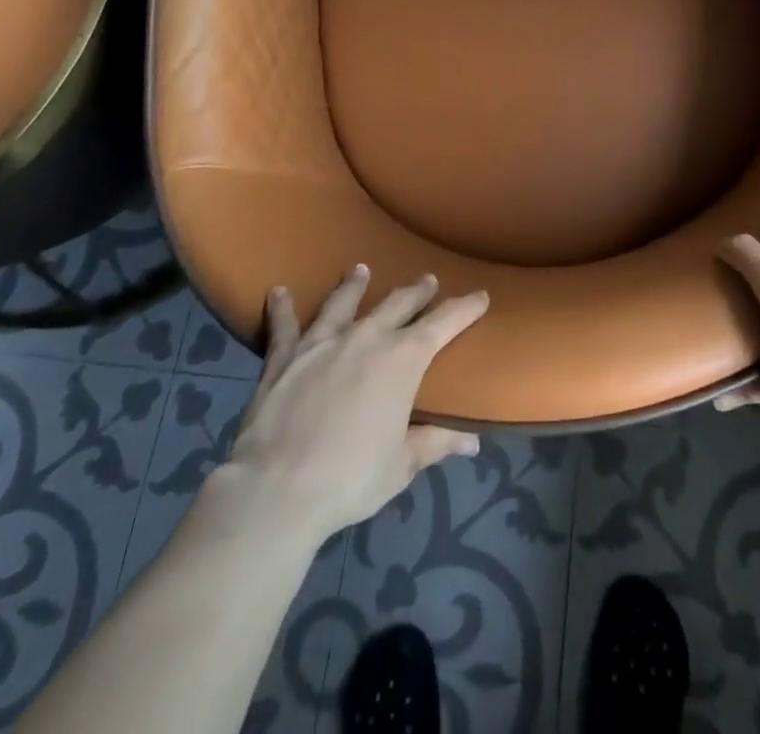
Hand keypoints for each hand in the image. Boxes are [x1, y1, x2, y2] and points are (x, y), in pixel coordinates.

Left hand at [216, 267, 488, 544]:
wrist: (279, 489)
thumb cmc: (352, 477)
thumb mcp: (402, 464)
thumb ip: (436, 443)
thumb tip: (473, 443)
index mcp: (403, 359)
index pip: (444, 323)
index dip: (465, 308)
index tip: (481, 295)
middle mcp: (366, 337)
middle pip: (398, 304)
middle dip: (416, 292)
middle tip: (427, 280)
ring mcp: (323, 342)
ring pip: (344, 302)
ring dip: (354, 286)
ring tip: (361, 270)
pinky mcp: (284, 357)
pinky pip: (284, 326)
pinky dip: (282, 308)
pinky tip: (278, 292)